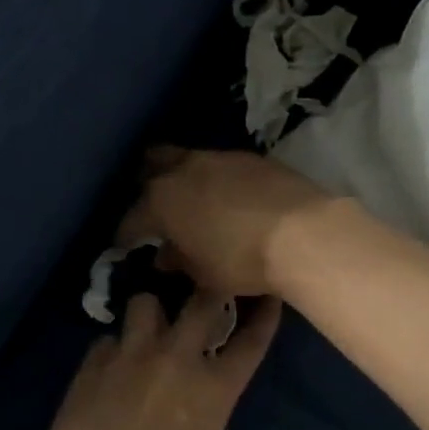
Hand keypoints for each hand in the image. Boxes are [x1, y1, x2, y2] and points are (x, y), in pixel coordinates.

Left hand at [31, 292, 282, 429]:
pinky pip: (107, 339)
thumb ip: (200, 411)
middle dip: (206, 292)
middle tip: (201, 295)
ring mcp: (132, 353)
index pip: (250, 341)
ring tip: (144, 329)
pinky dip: (112, 349)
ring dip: (149, 313)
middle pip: (202, 301)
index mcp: (214, 389)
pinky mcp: (93, 360)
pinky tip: (107, 368)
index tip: (266, 297)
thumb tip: (189, 398)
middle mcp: (177, 357)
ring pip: (145, 302)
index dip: (262, 315)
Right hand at [117, 147, 338, 297]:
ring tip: (193, 200)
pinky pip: (221, 165)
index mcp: (162, 200)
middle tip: (156, 208)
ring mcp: (219, 157)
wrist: (302, 232)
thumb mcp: (203, 272)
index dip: (126, 234)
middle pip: (153, 166)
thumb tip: (166, 255)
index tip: (126, 246)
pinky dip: (217, 179)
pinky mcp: (251, 157)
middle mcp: (184, 169)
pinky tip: (228, 197)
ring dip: (185, 178)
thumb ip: (179, 260)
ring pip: (188, 160)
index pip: (132, 218)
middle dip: (148, 185)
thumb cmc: (241, 259)